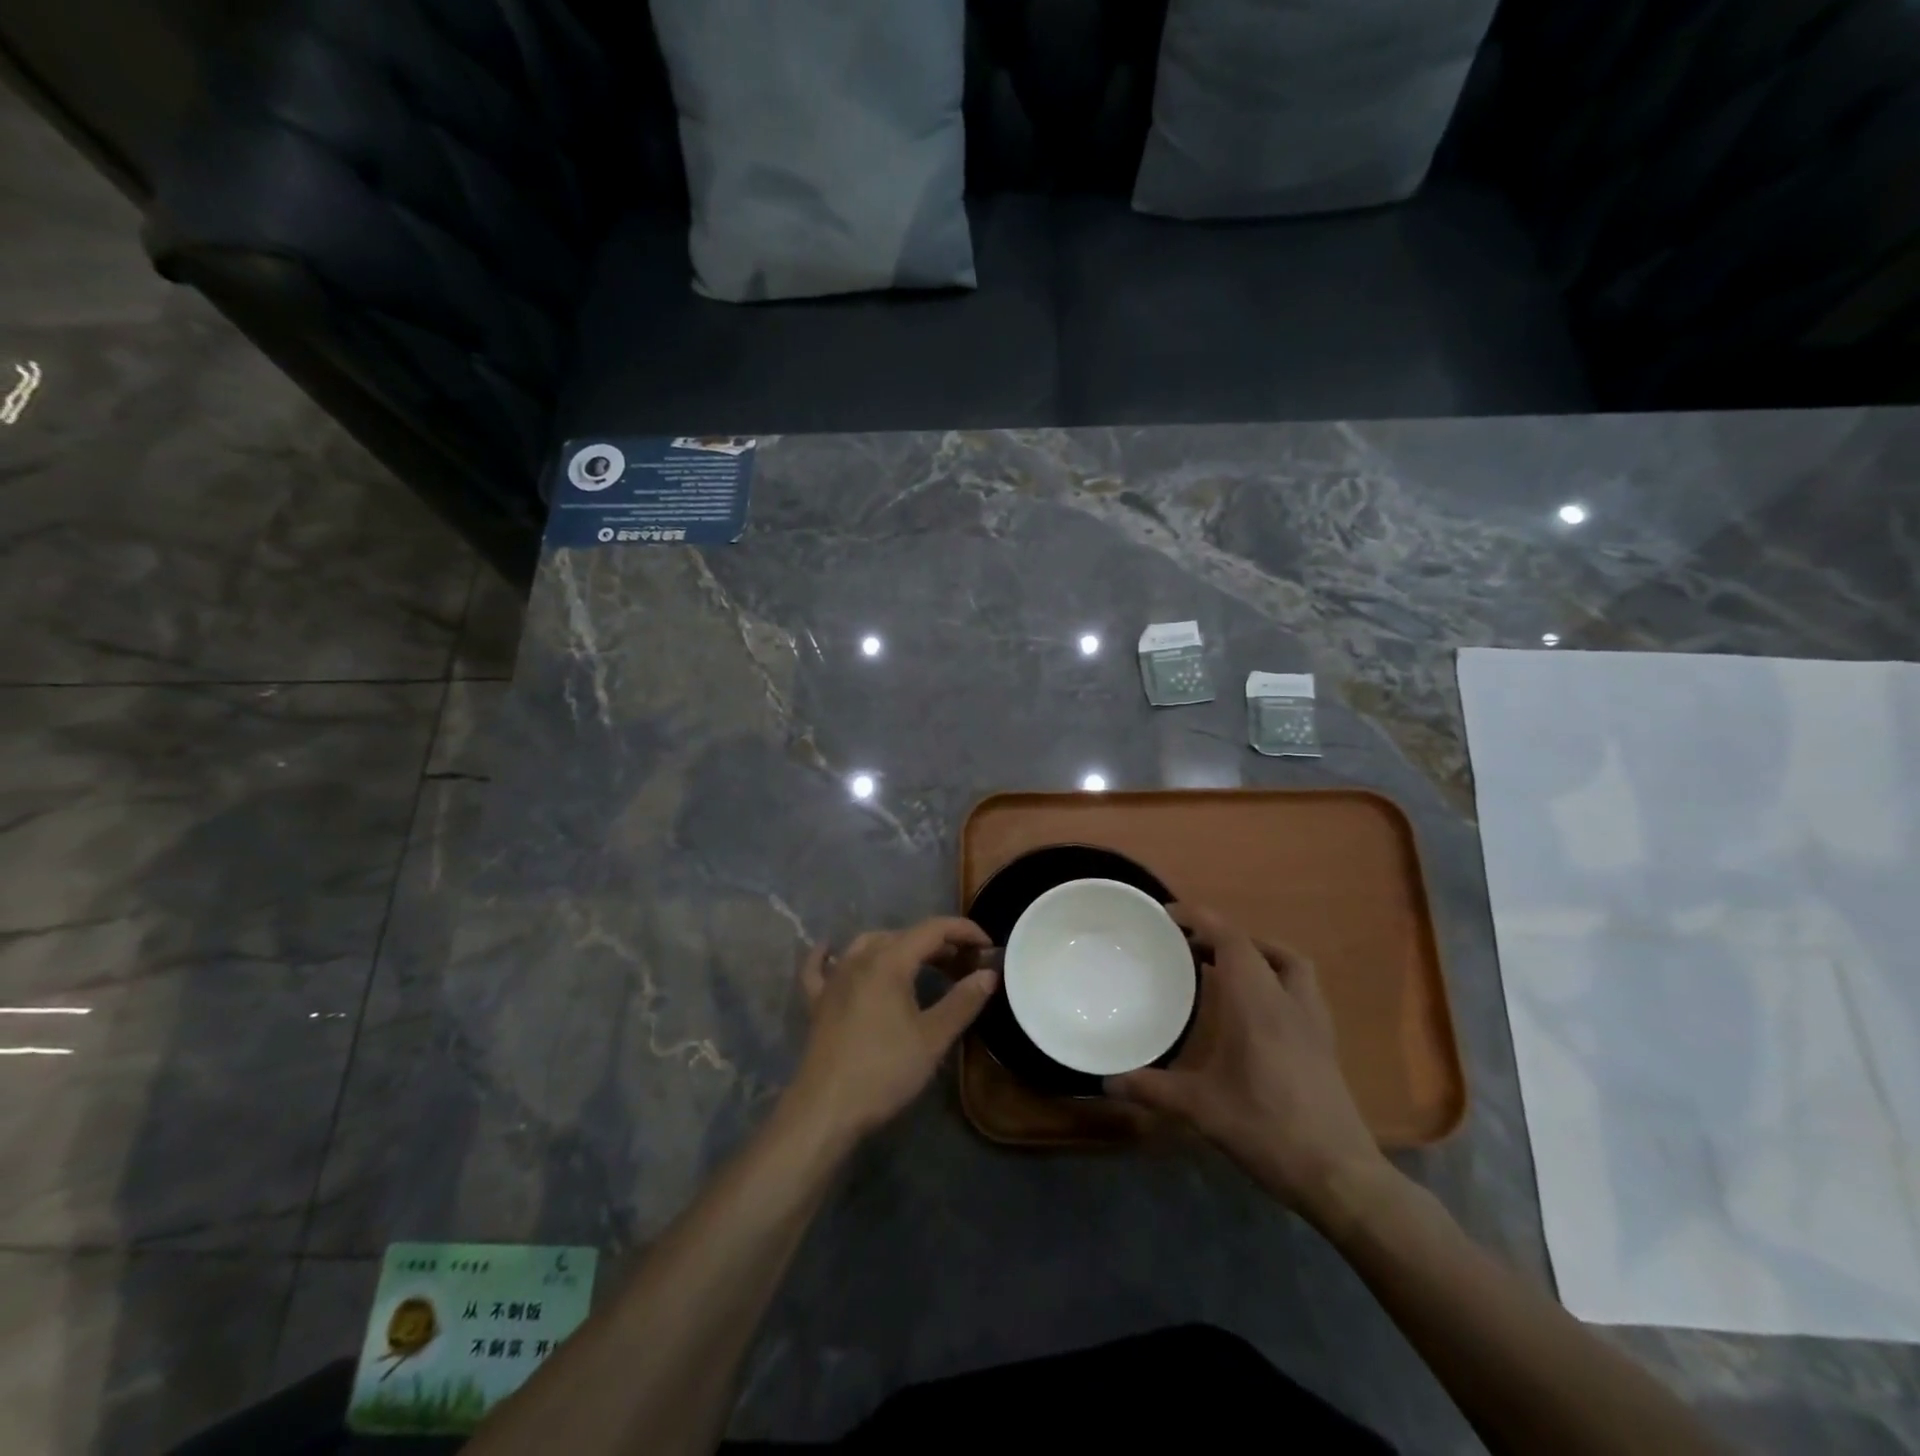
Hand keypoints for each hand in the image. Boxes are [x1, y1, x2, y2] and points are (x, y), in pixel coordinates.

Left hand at [786, 917, 996, 1142]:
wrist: (826, 1108)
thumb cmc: (884, 1071)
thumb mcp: (933, 1038)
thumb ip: (963, 1001)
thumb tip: (989, 974)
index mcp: (890, 962)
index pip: (932, 930)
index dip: (963, 931)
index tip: (987, 946)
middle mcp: (859, 959)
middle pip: (903, 935)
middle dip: (937, 943)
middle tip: (963, 965)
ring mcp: (833, 979)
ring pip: (868, 944)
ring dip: (898, 945)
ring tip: (919, 961)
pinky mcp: (817, 1002)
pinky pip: (820, 967)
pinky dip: (830, 954)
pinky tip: (832, 951)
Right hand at [1107, 904, 1390, 1224]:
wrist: (1339, 1176)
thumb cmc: (1267, 1131)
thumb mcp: (1202, 1109)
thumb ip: (1153, 1089)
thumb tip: (1107, 1082)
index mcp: (1257, 1004)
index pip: (1231, 939)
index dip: (1200, 918)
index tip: (1168, 915)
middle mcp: (1287, 1001)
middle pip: (1255, 945)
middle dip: (1219, 934)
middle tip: (1185, 945)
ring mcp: (1312, 1020)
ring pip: (1287, 961)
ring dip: (1255, 951)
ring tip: (1223, 964)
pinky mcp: (1324, 1041)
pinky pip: (1298, 986)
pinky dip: (1274, 976)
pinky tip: (1255, 1006)